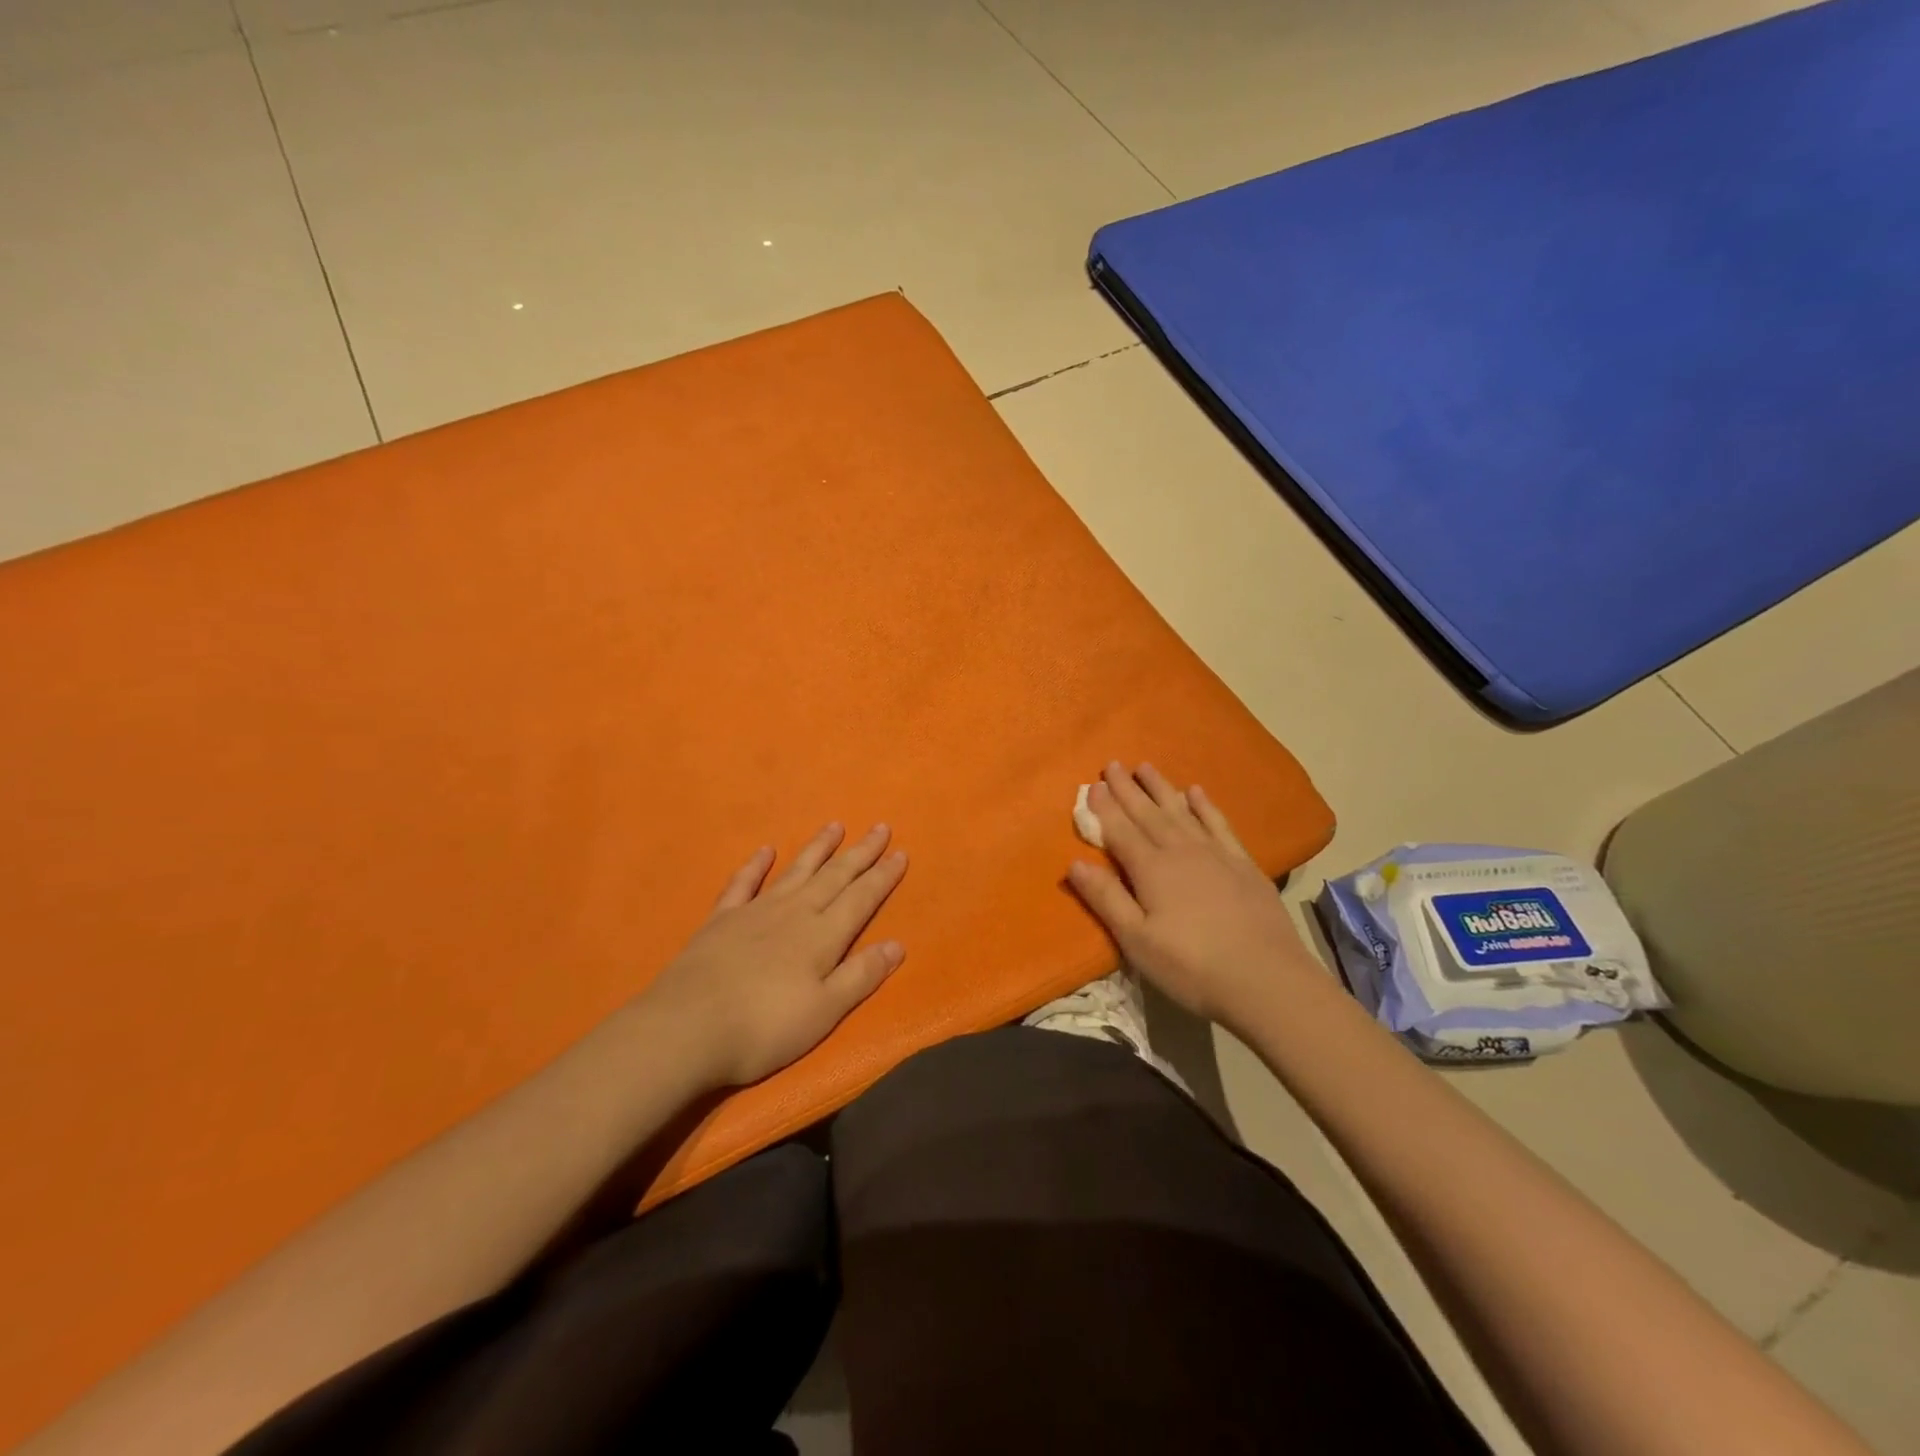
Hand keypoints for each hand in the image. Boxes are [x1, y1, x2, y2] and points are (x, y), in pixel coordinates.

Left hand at [642, 822, 908, 1087]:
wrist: (688, 1027)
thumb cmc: (764, 1027)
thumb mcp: (824, 1011)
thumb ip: (860, 975)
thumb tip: (897, 944)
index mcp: (823, 935)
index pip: (861, 898)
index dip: (883, 876)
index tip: (901, 853)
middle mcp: (794, 912)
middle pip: (835, 876)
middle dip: (860, 853)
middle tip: (880, 827)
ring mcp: (756, 911)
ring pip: (796, 871)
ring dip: (818, 848)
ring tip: (835, 826)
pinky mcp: (722, 919)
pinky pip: (744, 883)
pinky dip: (756, 865)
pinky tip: (766, 850)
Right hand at [1068, 763, 1317, 1036]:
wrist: (1267, 979)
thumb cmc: (1192, 966)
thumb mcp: (1137, 940)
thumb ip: (1106, 899)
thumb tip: (1074, 863)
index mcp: (1152, 870)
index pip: (1120, 831)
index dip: (1104, 808)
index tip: (1092, 785)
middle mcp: (1181, 851)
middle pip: (1148, 814)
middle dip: (1128, 789)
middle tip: (1113, 764)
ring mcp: (1215, 854)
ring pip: (1181, 811)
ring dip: (1161, 788)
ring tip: (1146, 766)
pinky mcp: (1243, 864)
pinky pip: (1218, 824)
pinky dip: (1205, 806)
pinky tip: (1197, 792)